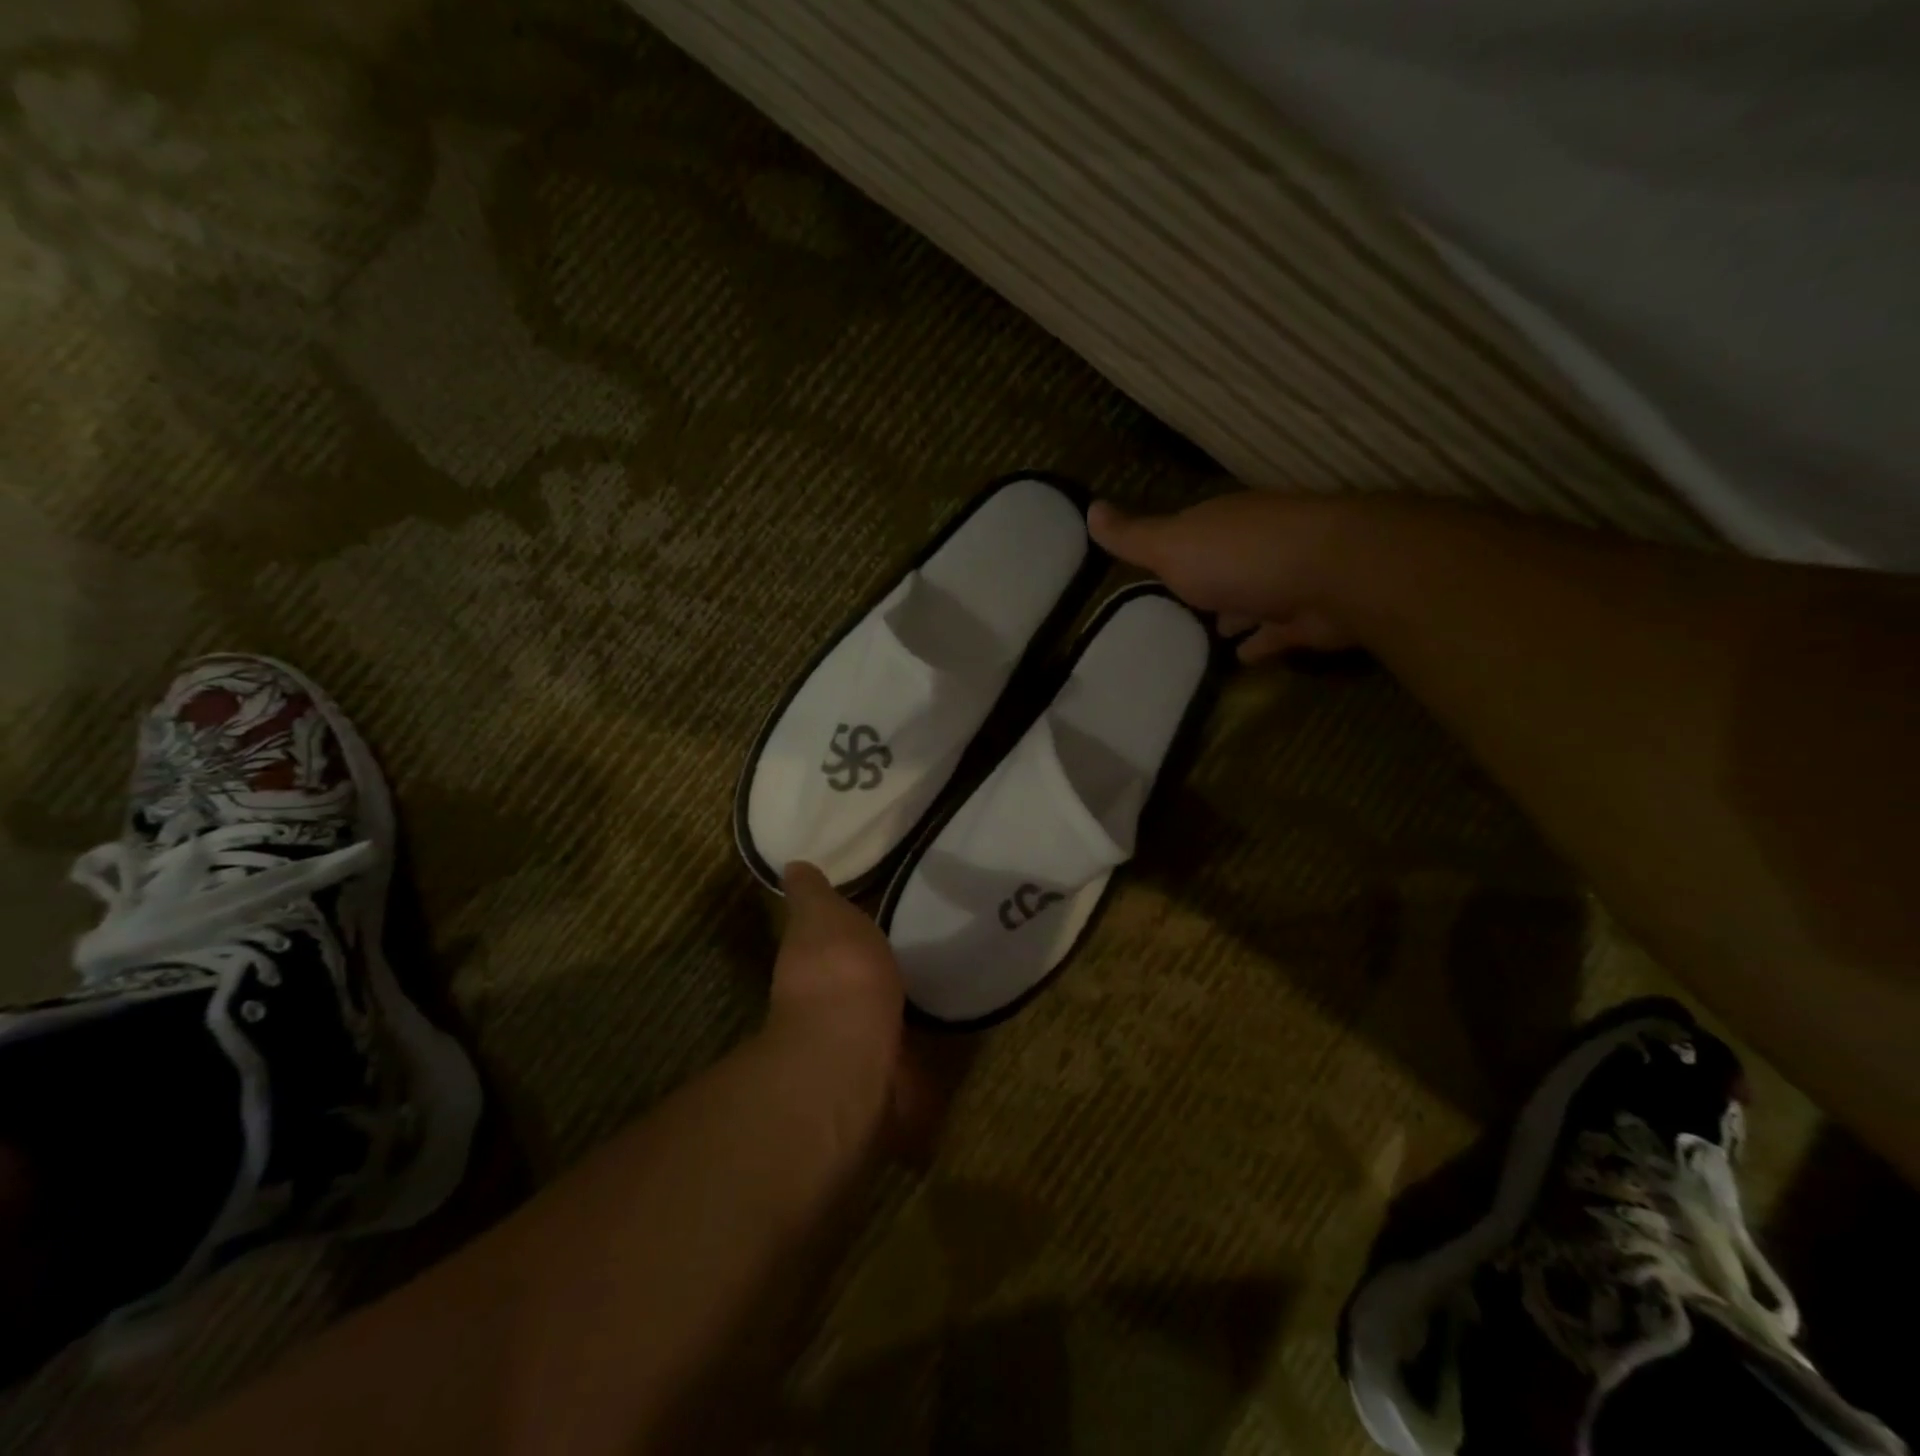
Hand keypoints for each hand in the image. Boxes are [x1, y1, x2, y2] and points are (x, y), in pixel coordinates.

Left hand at [767, 863, 948, 1161]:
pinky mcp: (900, 1079)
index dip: (845, 934)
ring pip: (889, 1021)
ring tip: (952, 984)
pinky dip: (937, 1048)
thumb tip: (793, 866)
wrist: (853, 1052)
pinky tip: (963, 1022)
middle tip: (927, 949)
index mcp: (814, 966)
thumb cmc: (836, 973)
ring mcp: (865, 1047)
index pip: (828, 945)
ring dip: (910, 1010)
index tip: (877, 917)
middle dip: (883, 975)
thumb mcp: (820, 914)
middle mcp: (834, 1008)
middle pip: (861, 986)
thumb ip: (812, 894)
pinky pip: (920, 1057)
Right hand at [1090, 493, 1358, 662]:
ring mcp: (1284, 581)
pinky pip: (1275, 634)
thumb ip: (1133, 536)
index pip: (1189, 532)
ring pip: (1250, 598)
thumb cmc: (1240, 557)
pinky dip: (1259, 643)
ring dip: (1233, 611)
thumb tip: (1089, 507)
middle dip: (1203, 581)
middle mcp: (1254, 546)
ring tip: (1207, 633)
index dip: (1169, 548)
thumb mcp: (1171, 546)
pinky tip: (1241, 659)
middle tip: (1176, 605)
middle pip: (1221, 565)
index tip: (1150, 567)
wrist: (1333, 575)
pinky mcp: (1306, 619)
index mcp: (1220, 525)